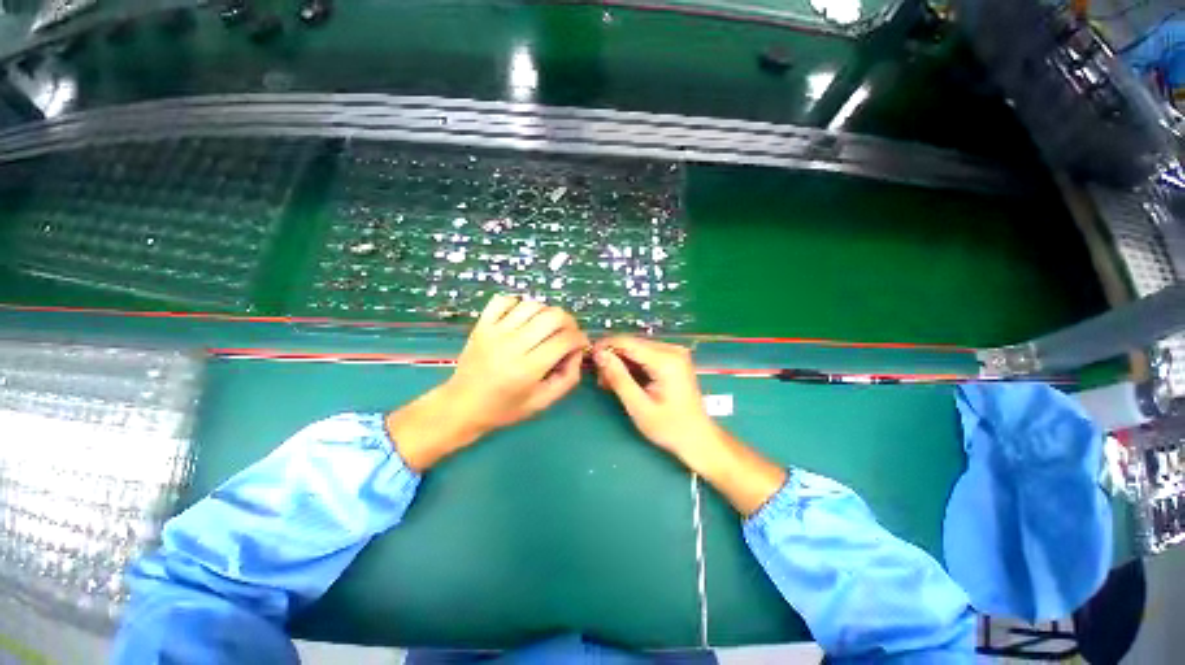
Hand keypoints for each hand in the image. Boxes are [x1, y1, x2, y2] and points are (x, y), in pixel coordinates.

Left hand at [387, 295, 588, 470]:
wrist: (461, 406)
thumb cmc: (504, 408)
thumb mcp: (542, 402)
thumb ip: (567, 379)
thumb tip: (577, 352)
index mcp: (528, 369)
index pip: (565, 340)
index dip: (580, 338)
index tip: (581, 344)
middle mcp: (512, 345)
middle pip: (553, 316)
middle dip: (569, 322)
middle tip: (568, 334)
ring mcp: (494, 332)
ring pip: (532, 305)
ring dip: (547, 313)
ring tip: (547, 327)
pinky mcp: (481, 325)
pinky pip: (504, 300)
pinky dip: (519, 304)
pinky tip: (523, 318)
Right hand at [590, 336, 720, 468]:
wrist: (698, 437)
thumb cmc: (669, 427)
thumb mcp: (639, 406)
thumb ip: (618, 378)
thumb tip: (599, 354)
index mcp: (666, 360)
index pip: (627, 342)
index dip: (605, 346)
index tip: (589, 359)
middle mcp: (672, 349)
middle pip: (632, 343)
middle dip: (612, 357)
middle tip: (600, 378)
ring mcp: (674, 353)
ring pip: (637, 348)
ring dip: (620, 362)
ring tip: (609, 382)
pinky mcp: (673, 358)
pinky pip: (646, 354)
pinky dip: (632, 365)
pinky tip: (623, 379)